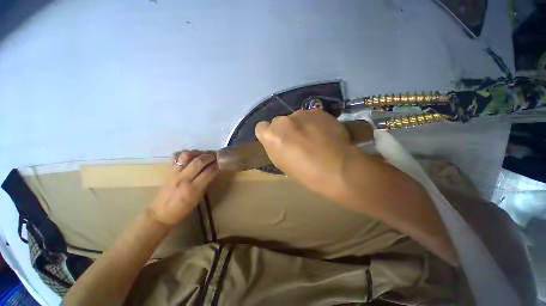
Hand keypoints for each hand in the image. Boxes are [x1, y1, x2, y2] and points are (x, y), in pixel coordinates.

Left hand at [149, 150, 218, 224]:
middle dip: (210, 157)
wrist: (161, 214)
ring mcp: (174, 173)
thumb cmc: (183, 209)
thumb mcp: (198, 198)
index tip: (222, 162)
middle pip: (199, 161)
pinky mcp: (168, 171)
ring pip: (186, 156)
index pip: (209, 172)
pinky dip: (184, 154)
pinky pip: (175, 157)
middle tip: (216, 156)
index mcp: (193, 189)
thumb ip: (206, 183)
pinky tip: (190, 157)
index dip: (217, 166)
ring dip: (197, 153)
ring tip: (202, 155)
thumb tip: (213, 171)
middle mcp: (183, 179)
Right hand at [255, 109, 352, 197]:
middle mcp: (283, 121)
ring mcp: (301, 114)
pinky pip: (311, 115)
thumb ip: (276, 148)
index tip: (278, 141)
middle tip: (298, 140)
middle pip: (279, 121)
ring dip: (301, 125)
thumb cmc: (306, 174)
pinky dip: (314, 122)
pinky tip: (324, 133)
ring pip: (296, 117)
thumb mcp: (282, 164)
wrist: (337, 168)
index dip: (269, 134)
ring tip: (314, 137)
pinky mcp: (317, 111)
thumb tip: (279, 140)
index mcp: (271, 136)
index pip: (261, 127)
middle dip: (286, 129)